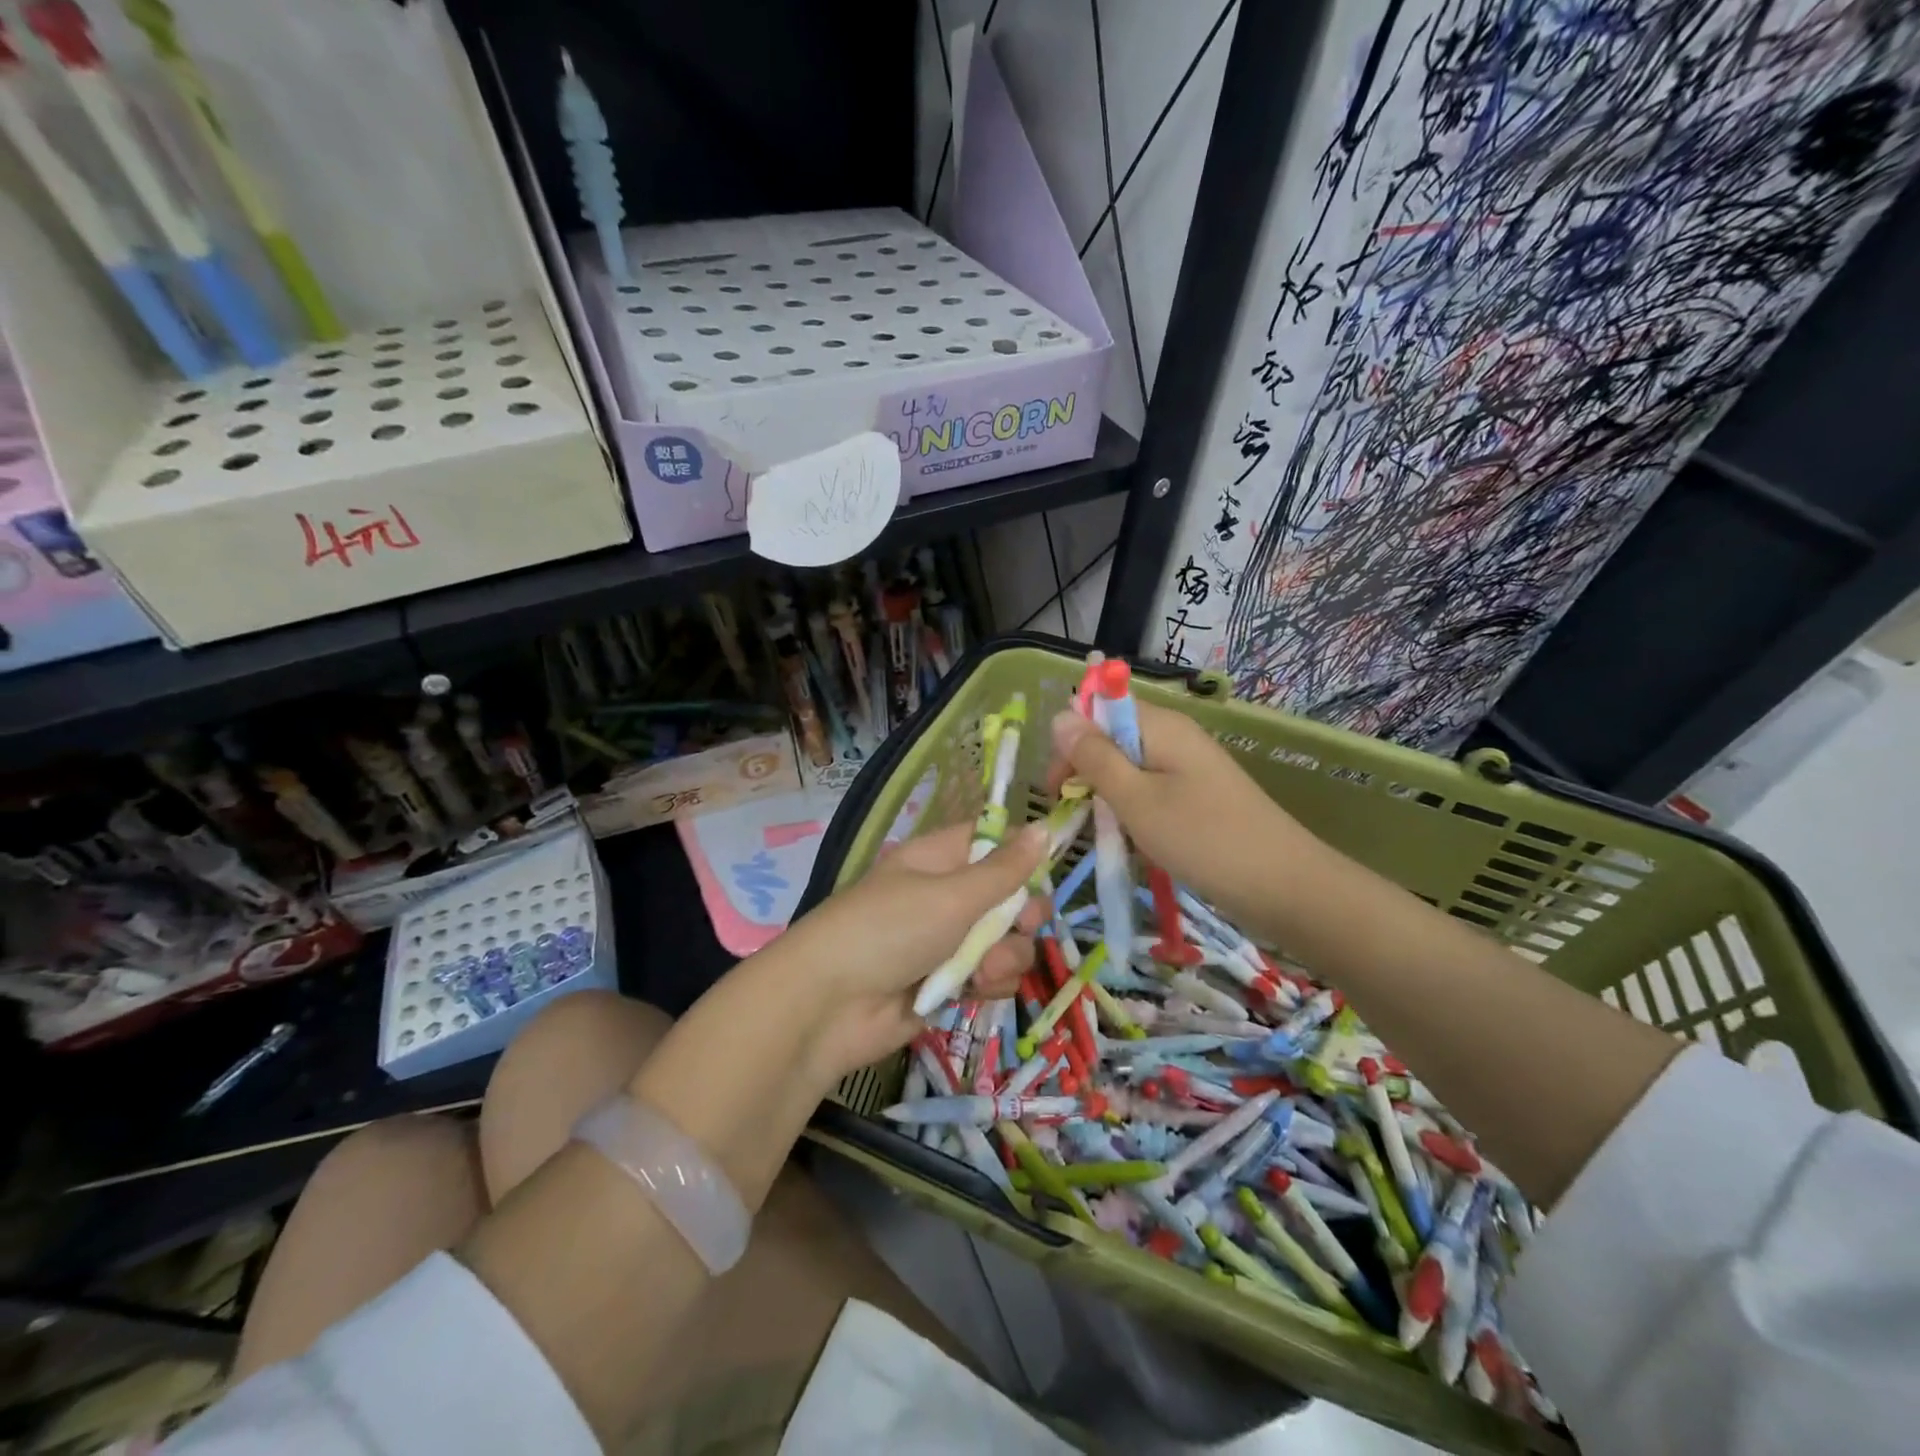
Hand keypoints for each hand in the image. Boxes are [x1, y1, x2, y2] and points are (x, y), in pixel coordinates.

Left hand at [771, 822, 1049, 1081]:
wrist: (831, 1006)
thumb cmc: (889, 930)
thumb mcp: (952, 895)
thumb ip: (1004, 869)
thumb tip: (1045, 827)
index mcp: (939, 859)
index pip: (991, 841)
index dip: (1021, 853)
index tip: (1043, 871)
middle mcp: (946, 896)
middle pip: (1009, 896)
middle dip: (1021, 916)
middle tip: (1019, 927)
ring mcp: (947, 942)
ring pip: (1006, 941)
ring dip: (1005, 957)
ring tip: (980, 971)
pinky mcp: (949, 984)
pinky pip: (990, 977)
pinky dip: (989, 984)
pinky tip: (973, 992)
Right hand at [1046, 702, 1327, 941]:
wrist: (1284, 887)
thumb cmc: (1202, 839)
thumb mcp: (1135, 799)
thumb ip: (1094, 757)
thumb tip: (1060, 715)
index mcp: (1160, 726)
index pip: (1098, 709)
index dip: (1070, 742)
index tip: (1056, 788)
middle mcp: (1175, 737)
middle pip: (1112, 738)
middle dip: (1086, 773)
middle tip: (1075, 817)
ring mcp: (1189, 767)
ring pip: (1129, 769)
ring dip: (1109, 798)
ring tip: (1107, 835)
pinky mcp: (1199, 796)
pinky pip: (1151, 791)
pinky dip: (1135, 813)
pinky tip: (1135, 842)